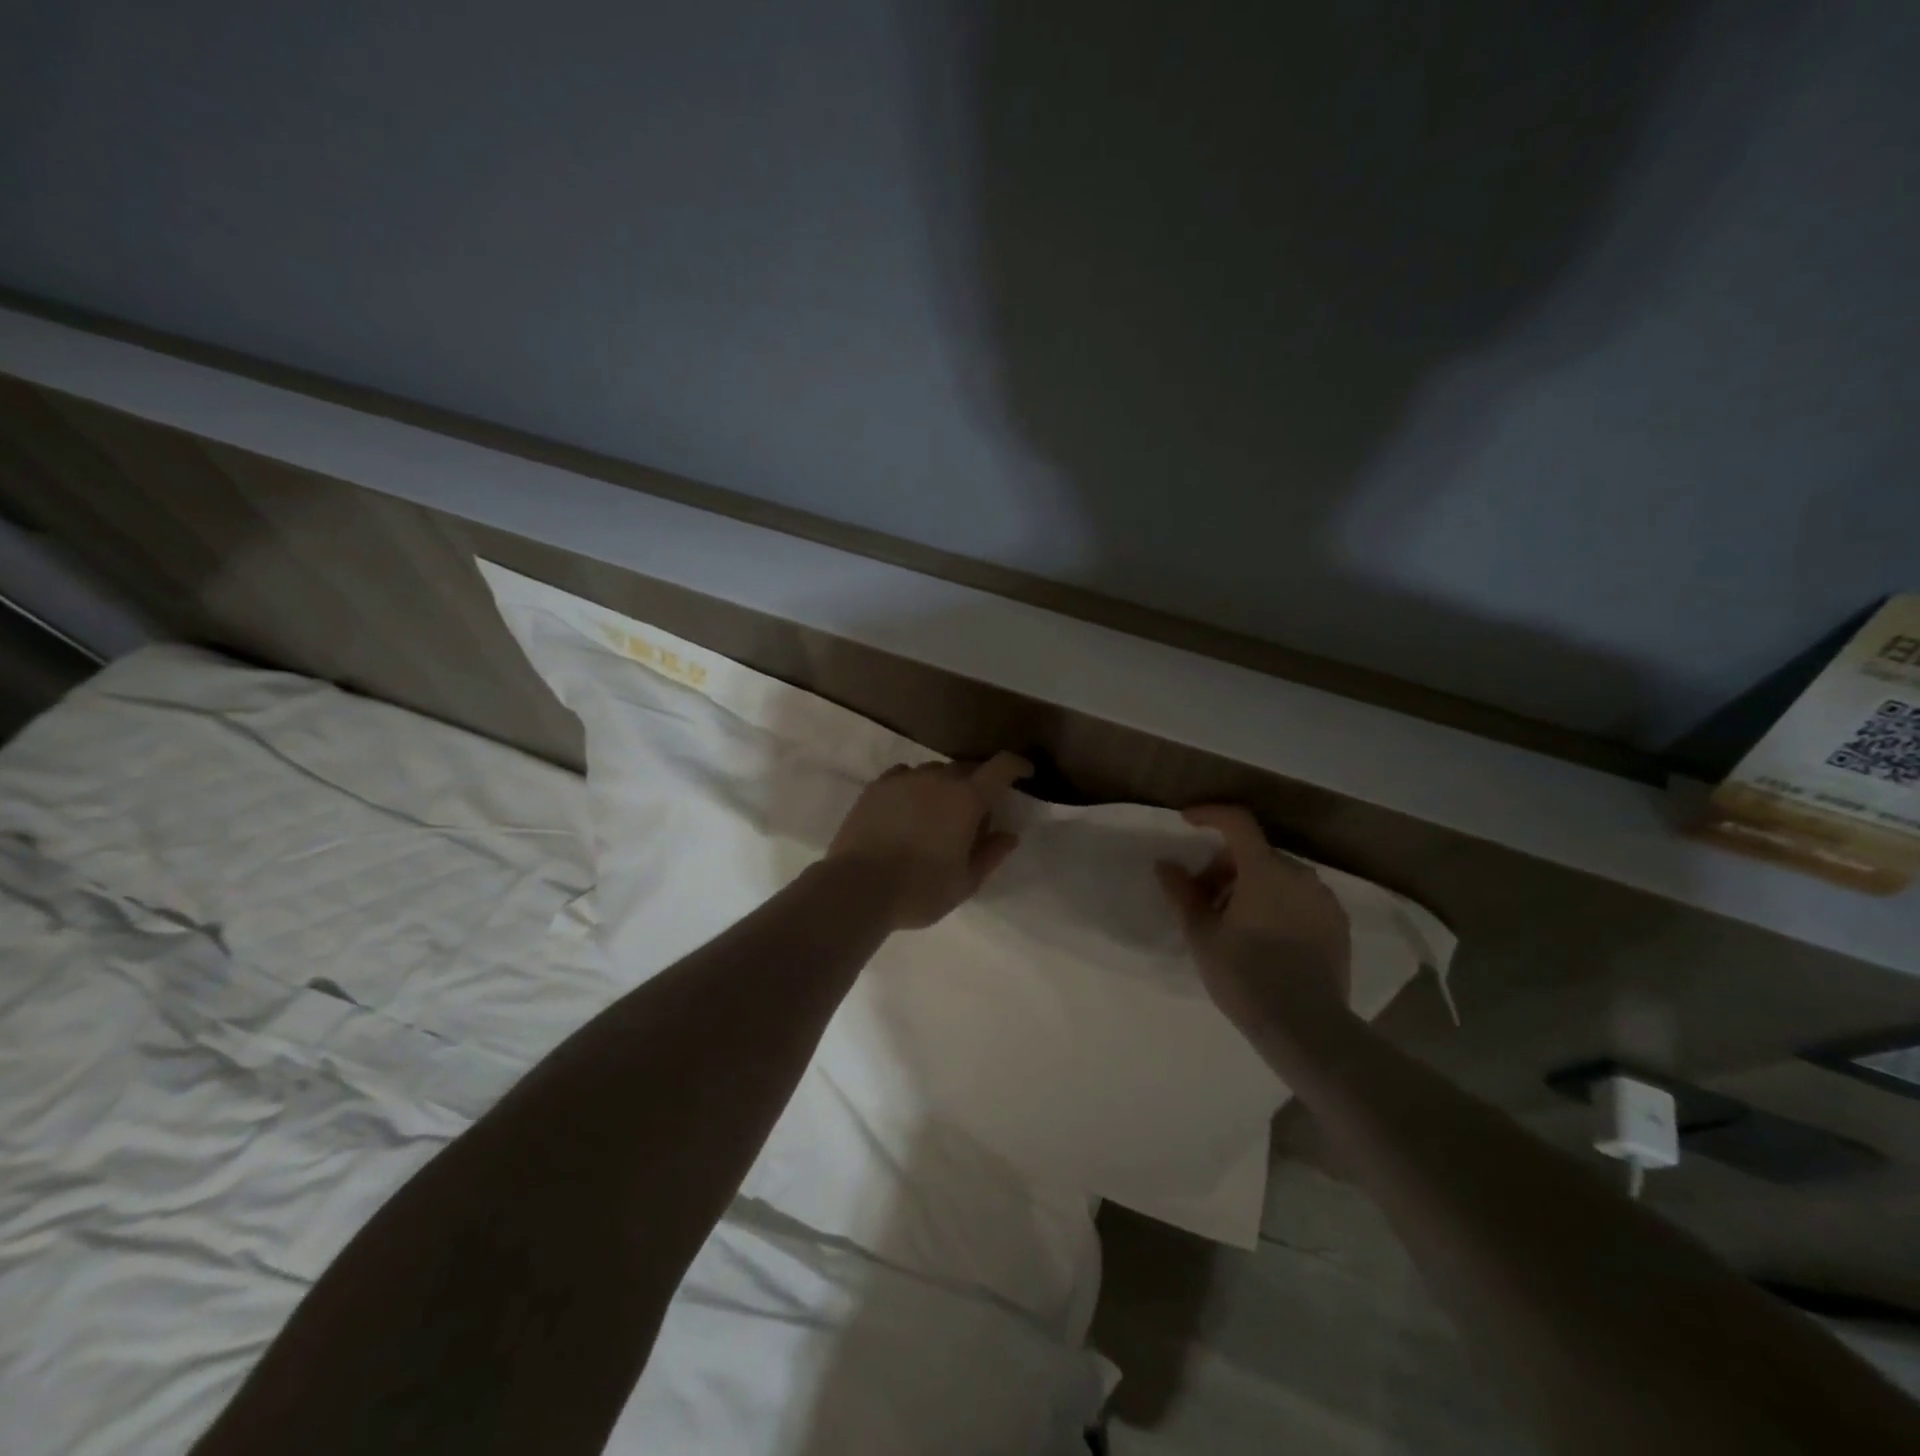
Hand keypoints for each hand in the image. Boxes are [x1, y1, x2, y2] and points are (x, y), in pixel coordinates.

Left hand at [827, 751, 1031, 928]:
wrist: (858, 887)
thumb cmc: (920, 889)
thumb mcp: (965, 882)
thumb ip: (991, 855)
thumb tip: (1008, 835)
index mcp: (967, 799)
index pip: (1001, 767)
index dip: (1017, 766)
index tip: (1025, 773)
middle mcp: (938, 779)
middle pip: (967, 768)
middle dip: (979, 783)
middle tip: (976, 813)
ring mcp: (904, 779)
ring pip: (934, 772)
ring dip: (945, 786)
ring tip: (938, 813)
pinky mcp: (876, 787)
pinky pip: (905, 776)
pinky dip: (915, 786)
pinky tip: (909, 808)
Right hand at [1155, 804, 1351, 1027]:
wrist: (1306, 1027)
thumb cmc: (1245, 976)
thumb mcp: (1201, 935)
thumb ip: (1181, 893)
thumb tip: (1166, 864)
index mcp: (1265, 869)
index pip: (1237, 822)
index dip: (1210, 814)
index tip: (1187, 822)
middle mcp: (1300, 874)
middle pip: (1255, 853)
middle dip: (1224, 867)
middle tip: (1203, 899)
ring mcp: (1324, 899)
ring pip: (1279, 876)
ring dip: (1251, 886)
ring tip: (1232, 923)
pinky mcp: (1338, 924)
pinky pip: (1300, 898)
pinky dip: (1277, 903)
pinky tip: (1264, 937)